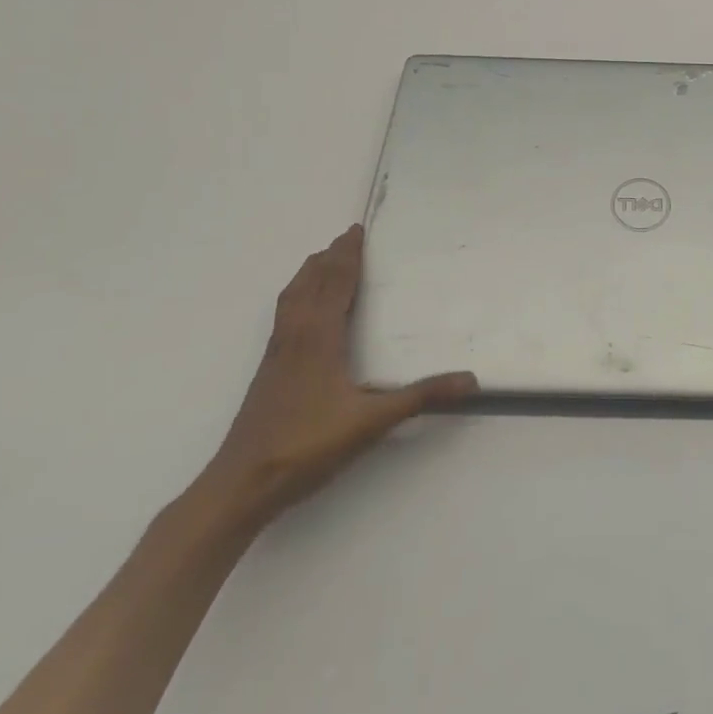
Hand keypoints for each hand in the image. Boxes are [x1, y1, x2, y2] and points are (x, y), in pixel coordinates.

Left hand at [198, 225, 477, 527]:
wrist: (242, 484)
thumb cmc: (307, 446)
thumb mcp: (372, 422)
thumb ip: (421, 397)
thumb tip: (470, 380)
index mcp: (319, 336)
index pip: (336, 283)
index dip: (347, 255)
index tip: (356, 230)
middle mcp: (296, 335)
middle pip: (310, 282)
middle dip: (329, 257)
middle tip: (346, 237)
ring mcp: (277, 353)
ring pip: (291, 297)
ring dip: (309, 273)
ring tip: (322, 261)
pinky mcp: (268, 371)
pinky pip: (284, 315)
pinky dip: (297, 296)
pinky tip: (302, 312)